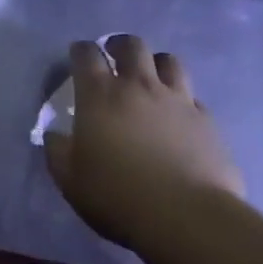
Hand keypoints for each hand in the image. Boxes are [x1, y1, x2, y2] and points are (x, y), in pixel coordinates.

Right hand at [44, 35, 244, 245]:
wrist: (187, 218)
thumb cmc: (118, 196)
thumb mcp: (70, 180)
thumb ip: (58, 151)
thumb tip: (54, 135)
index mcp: (100, 95)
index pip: (86, 54)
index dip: (80, 50)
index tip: (77, 57)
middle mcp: (139, 86)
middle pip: (132, 45)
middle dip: (120, 45)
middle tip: (115, 57)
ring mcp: (177, 101)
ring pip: (170, 62)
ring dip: (156, 64)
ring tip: (151, 78)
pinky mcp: (207, 122)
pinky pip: (194, 99)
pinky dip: (184, 102)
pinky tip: (180, 118)